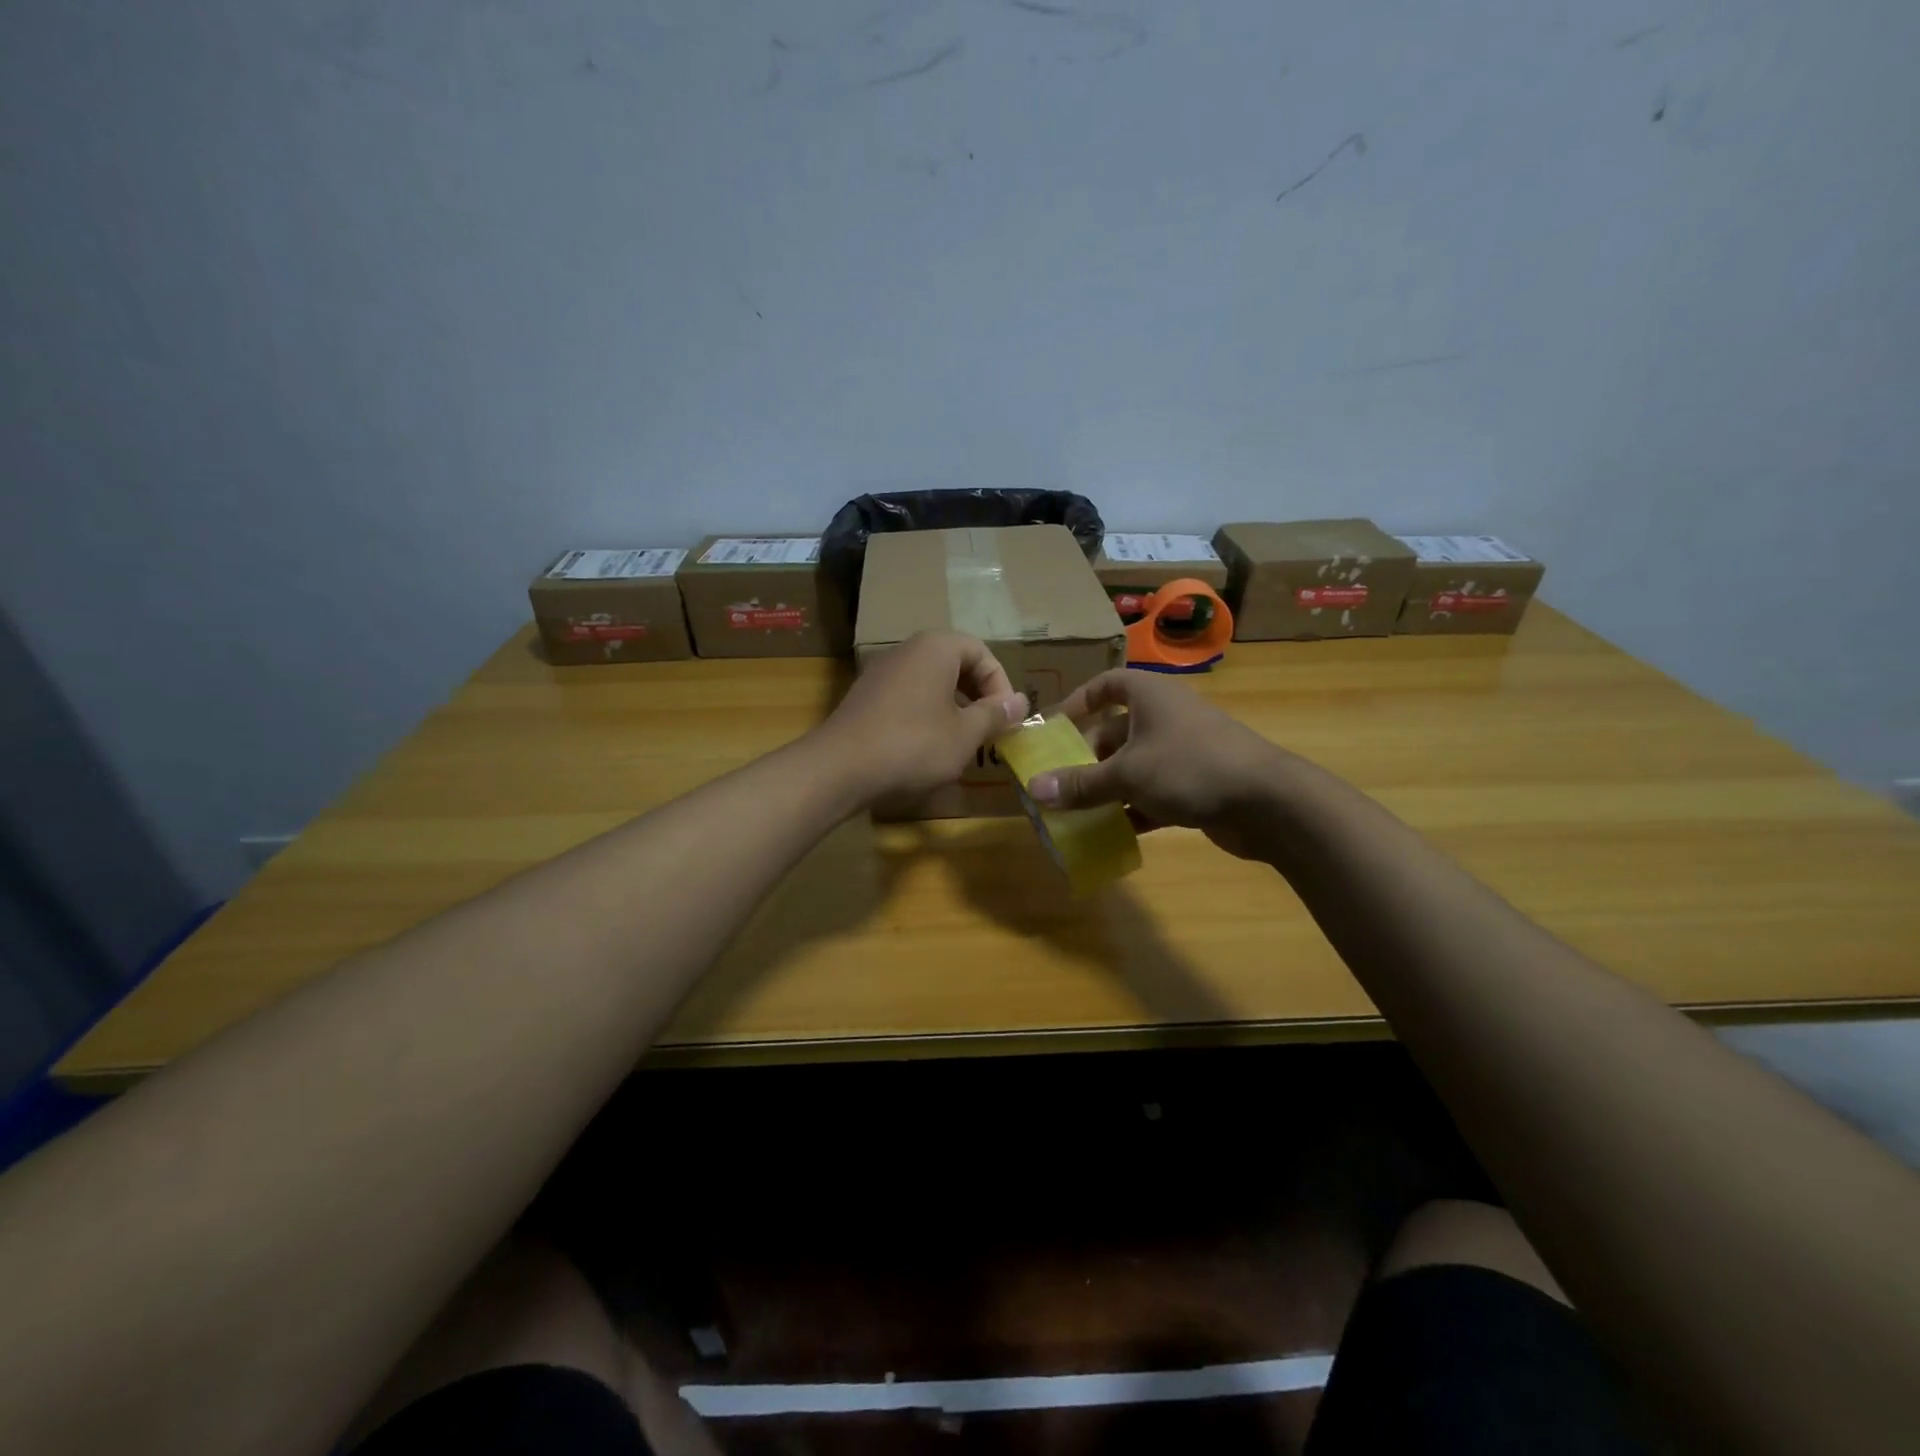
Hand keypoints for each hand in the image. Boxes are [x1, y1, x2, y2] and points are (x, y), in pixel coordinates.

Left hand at [816, 632, 1027, 807]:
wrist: (840, 767)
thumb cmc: (914, 745)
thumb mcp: (965, 734)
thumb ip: (995, 714)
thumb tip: (1020, 702)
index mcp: (936, 648)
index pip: (981, 652)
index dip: (1000, 684)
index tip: (1006, 718)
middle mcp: (906, 650)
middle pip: (955, 663)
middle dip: (978, 695)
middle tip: (988, 728)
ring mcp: (881, 672)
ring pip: (930, 681)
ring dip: (953, 707)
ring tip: (962, 741)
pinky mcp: (865, 697)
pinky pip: (907, 696)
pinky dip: (926, 714)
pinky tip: (927, 747)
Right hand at [1028, 669, 1290, 859]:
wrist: (1268, 802)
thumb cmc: (1189, 767)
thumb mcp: (1127, 774)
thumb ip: (1080, 784)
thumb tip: (1034, 789)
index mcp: (1149, 697)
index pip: (1106, 685)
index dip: (1078, 702)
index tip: (1053, 728)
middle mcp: (1165, 718)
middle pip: (1115, 732)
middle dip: (1086, 758)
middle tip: (1057, 783)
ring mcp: (1183, 752)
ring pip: (1133, 766)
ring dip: (1106, 788)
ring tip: (1074, 812)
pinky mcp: (1196, 784)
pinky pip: (1153, 793)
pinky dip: (1133, 810)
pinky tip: (1111, 833)